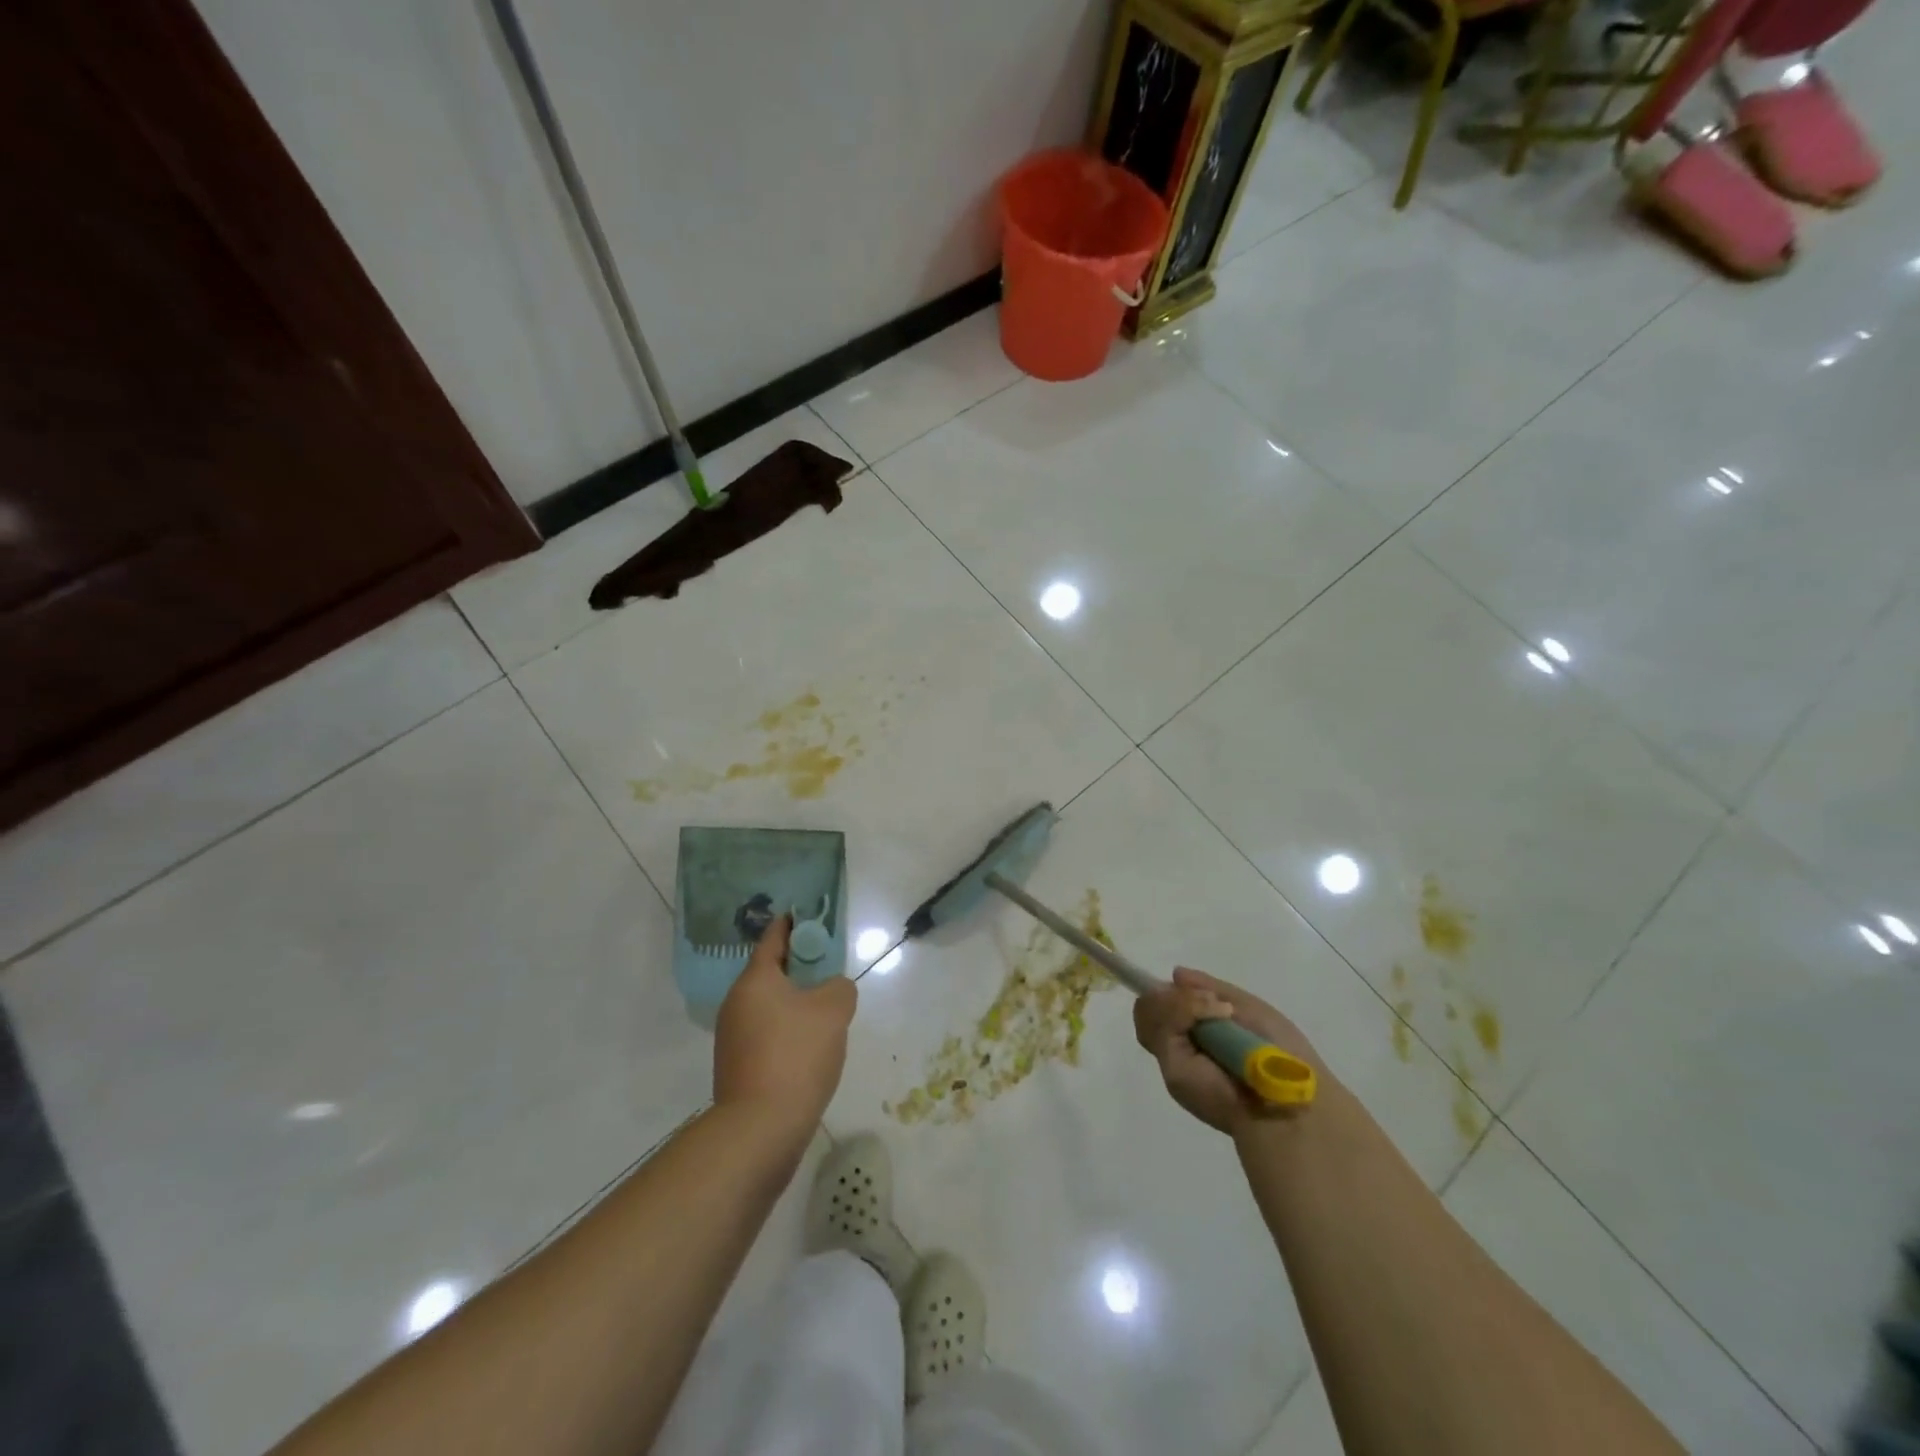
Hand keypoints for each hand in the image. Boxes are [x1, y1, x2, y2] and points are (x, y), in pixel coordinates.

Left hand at [714, 916, 857, 1146]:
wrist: (760, 1129)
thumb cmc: (796, 1055)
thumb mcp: (834, 1009)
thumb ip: (839, 987)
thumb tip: (831, 991)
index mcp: (755, 980)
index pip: (773, 938)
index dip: (793, 924)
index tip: (808, 916)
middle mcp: (736, 1004)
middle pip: (771, 973)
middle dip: (800, 968)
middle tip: (830, 971)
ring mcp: (732, 1038)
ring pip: (770, 1007)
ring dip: (795, 1004)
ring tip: (827, 1015)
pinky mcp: (737, 1068)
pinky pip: (767, 1035)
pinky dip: (788, 1032)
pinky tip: (810, 1049)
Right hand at [1134, 968, 1322, 1135]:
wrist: (1291, 1094)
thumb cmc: (1279, 1051)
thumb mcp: (1246, 1007)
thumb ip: (1211, 989)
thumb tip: (1175, 974)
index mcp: (1197, 1035)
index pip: (1160, 1006)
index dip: (1167, 994)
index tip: (1182, 984)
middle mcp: (1180, 1047)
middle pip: (1147, 1006)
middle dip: (1174, 995)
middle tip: (1210, 1001)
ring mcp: (1173, 1058)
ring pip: (1147, 1011)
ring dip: (1181, 1002)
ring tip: (1216, 1009)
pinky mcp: (1172, 1069)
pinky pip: (1160, 1024)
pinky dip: (1184, 1010)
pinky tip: (1215, 1015)